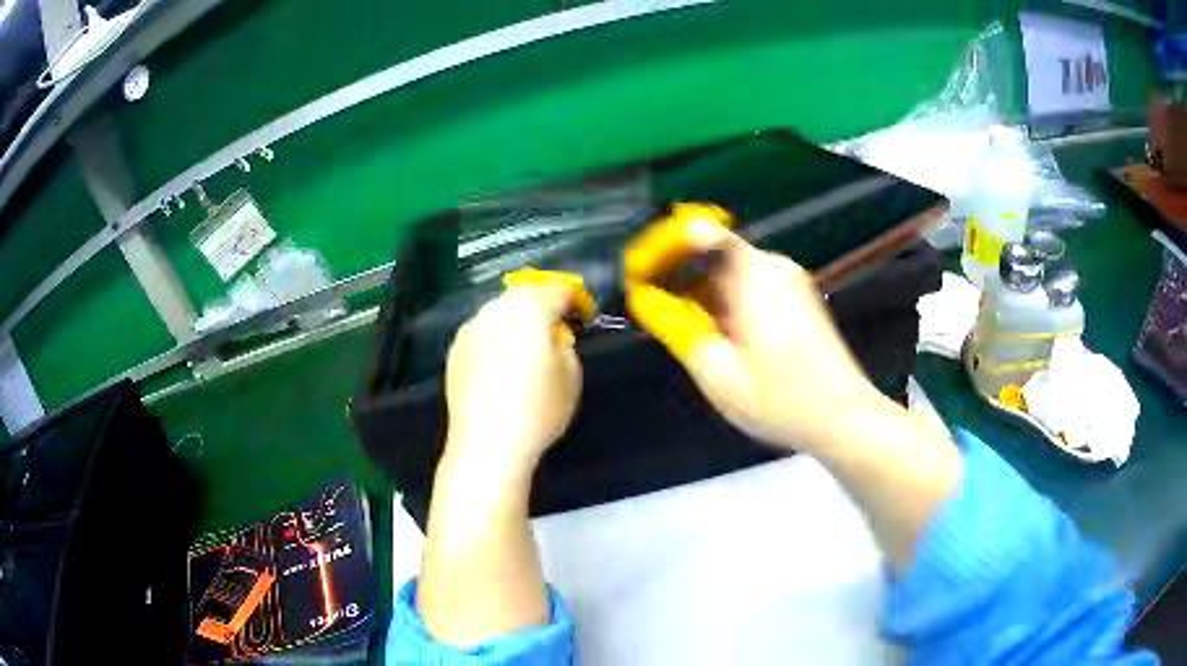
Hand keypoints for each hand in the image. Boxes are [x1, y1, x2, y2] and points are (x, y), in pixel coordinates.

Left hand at [443, 284, 582, 476]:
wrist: (487, 444)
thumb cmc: (538, 409)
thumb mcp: (572, 375)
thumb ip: (565, 345)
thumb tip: (552, 338)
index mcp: (529, 309)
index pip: (558, 289)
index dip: (575, 298)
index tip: (584, 314)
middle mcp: (495, 310)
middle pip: (523, 294)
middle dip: (542, 303)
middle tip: (556, 324)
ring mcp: (470, 329)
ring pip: (498, 311)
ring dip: (516, 319)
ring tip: (527, 345)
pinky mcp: (455, 351)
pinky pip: (482, 333)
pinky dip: (496, 338)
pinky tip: (501, 364)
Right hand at [629, 226, 882, 453]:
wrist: (843, 418)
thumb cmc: (782, 402)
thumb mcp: (716, 372)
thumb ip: (675, 326)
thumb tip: (643, 298)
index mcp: (754, 275)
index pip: (696, 231)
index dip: (659, 246)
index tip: (637, 274)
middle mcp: (773, 266)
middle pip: (711, 251)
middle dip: (677, 276)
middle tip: (657, 314)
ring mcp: (789, 279)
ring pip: (727, 271)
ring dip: (700, 294)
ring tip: (690, 335)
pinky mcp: (796, 295)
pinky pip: (747, 285)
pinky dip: (724, 303)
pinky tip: (721, 340)